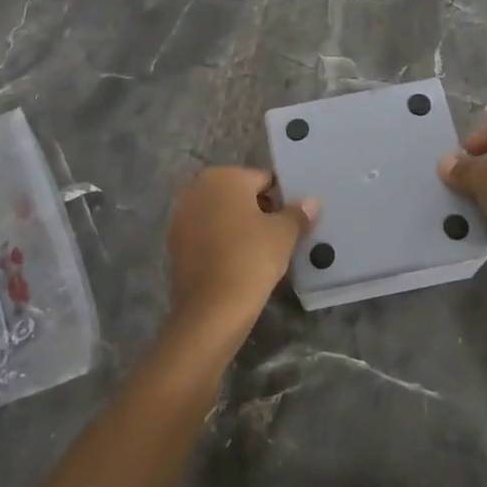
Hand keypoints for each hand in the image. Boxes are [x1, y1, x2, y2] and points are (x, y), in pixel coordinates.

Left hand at [166, 168, 318, 340]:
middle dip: (258, 211)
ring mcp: (181, 216)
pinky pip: (206, 234)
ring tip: (258, 252)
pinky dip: (221, 242)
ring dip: (238, 226)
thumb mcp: (284, 234)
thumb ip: (298, 213)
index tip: (291, 222)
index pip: (263, 180)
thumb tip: (311, 202)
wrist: (211, 310)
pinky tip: (236, 263)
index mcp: (224, 176)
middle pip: (239, 194)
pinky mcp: (174, 243)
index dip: (281, 200)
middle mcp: (197, 188)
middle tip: (278, 237)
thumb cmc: (251, 259)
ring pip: (221, 214)